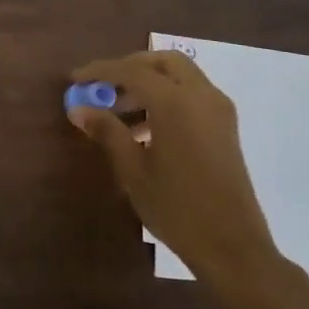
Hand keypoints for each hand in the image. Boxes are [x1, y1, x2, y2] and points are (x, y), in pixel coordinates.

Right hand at [68, 50, 289, 303]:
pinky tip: (144, 128)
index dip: (100, 71)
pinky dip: (166, 98)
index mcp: (176, 102)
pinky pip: (192, 95)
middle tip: (103, 88)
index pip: (131, 71)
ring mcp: (218, 110)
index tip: (75, 79)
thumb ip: (107, 131)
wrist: (232, 247)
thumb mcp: (133, 170)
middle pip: (163, 62)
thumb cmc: (177, 208)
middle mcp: (201, 96)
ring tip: (117, 113)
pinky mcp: (225, 127)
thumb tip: (78, 108)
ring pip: (180, 77)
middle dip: (130, 68)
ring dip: (148, 84)